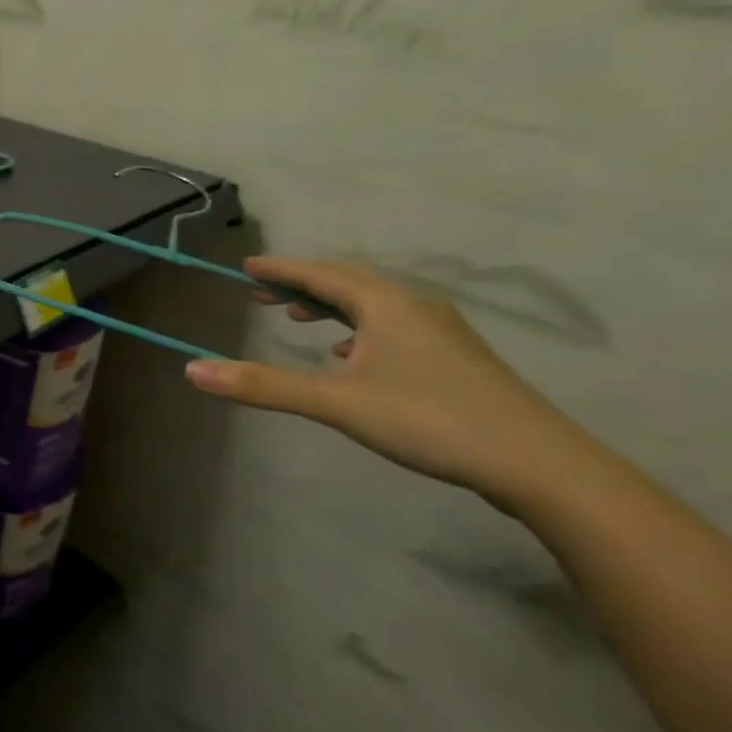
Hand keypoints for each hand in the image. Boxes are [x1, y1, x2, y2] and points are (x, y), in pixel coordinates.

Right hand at [185, 257, 597, 502]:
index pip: (321, 273)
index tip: (245, 266)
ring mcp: (440, 332)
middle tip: (260, 292)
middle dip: (300, 283)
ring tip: (296, 317)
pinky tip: (346, 353)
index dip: (280, 269)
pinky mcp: (453, 358)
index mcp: (386, 304)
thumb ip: (262, 386)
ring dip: (329, 305)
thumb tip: (191, 370)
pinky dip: (357, 328)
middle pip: (347, 281)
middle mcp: (414, 306)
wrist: (540, 465)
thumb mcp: (336, 402)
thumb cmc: (430, 419)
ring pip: (372, 304)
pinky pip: (391, 325)